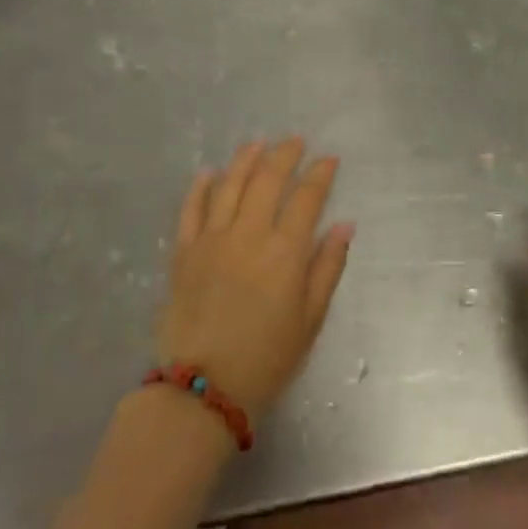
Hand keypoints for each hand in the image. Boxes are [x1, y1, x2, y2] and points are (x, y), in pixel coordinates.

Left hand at [158, 138, 354, 421]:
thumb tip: (345, 225)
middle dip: (284, 155)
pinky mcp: (183, 253)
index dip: (320, 174)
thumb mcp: (311, 318)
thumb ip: (328, 267)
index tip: (329, 160)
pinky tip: (209, 172)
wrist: (204, 387)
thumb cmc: (268, 357)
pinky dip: (201, 187)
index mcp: (286, 251)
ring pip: (229, 185)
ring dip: (245, 160)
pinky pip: (191, 209)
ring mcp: (211, 240)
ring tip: (257, 143)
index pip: (307, 198)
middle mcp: (248, 235)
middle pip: (267, 180)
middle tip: (295, 141)